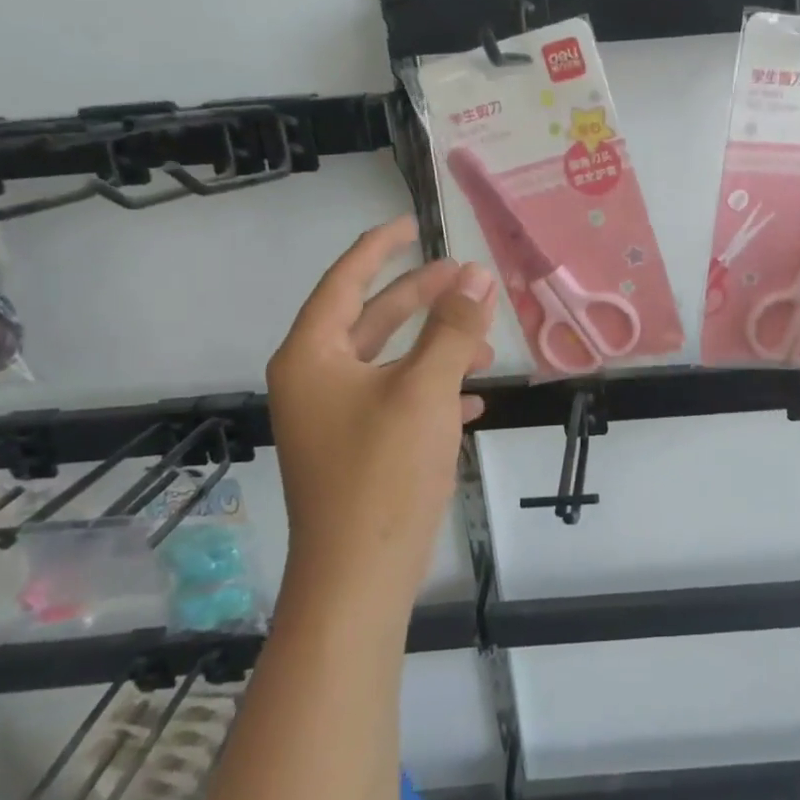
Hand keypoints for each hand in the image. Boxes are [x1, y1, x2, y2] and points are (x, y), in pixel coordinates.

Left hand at [266, 217, 494, 605]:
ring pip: (391, 362)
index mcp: (314, 356)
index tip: (413, 224)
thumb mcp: (426, 390)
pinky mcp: (359, 449)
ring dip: (437, 348)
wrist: (359, 575)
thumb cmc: (383, 472)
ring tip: (485, 345)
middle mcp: (317, 380)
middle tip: (465, 277)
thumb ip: (453, 329)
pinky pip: (398, 401)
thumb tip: (476, 275)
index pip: (345, 281)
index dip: (380, 247)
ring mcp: (336, 417)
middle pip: (372, 318)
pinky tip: (472, 401)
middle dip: (421, 297)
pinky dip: (433, 391)